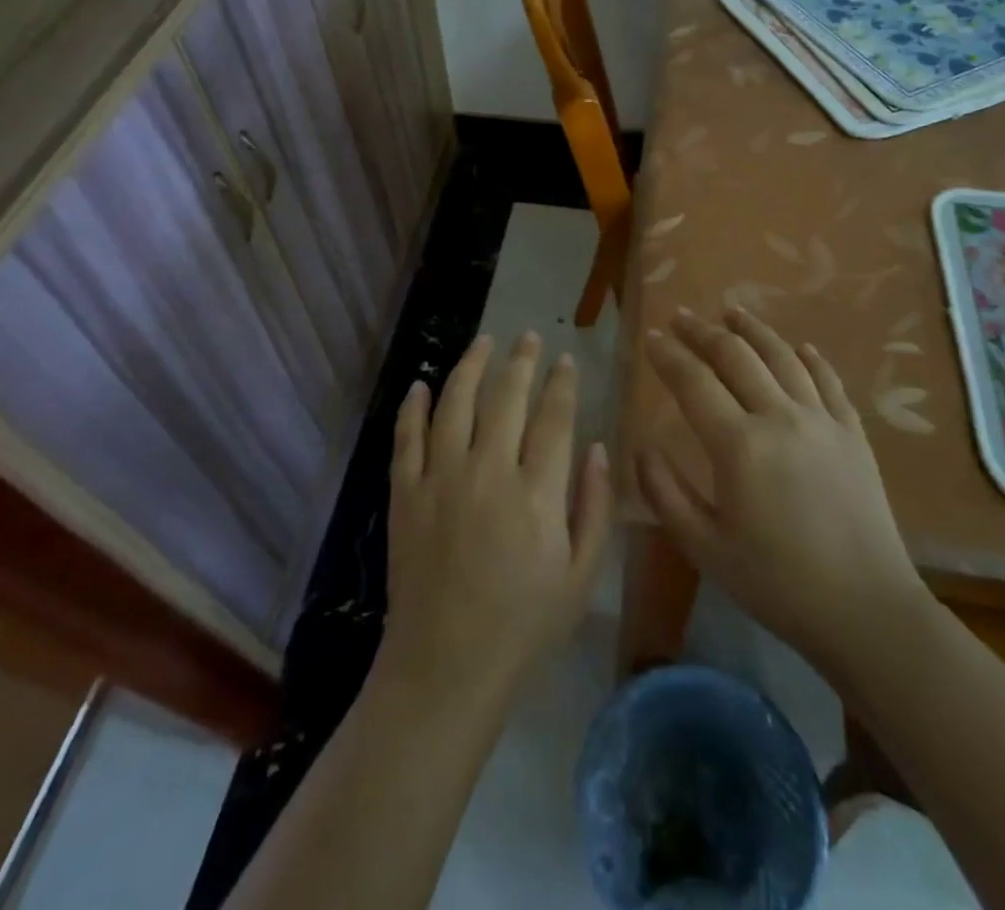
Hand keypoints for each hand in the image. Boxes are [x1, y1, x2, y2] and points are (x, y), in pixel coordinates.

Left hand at [377, 333, 613, 708]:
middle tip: (529, 337)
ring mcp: (440, 479)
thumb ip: (595, 507)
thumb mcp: (580, 576)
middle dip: (521, 361)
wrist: (445, 666)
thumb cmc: (523, 625)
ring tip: (483, 341)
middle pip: (506, 398)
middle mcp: (487, 473)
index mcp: (536, 494)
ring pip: (455, 402)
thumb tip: (599, 447)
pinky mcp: (405, 493)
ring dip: (471, 365)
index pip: (553, 418)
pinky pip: (406, 436)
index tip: (567, 359)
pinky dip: (414, 406)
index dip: (562, 383)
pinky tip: (422, 384)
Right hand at [638, 308, 925, 669]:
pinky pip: (829, 380)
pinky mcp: (853, 432)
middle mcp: (780, 417)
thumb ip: (665, 492)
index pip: (694, 382)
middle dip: (703, 331)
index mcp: (739, 445)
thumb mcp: (705, 547)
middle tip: (682, 316)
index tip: (651, 337)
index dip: (669, 355)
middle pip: (736, 356)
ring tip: (731, 311)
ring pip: (782, 356)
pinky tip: (799, 346)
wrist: (866, 610)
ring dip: (753, 330)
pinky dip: (810, 357)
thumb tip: (641, 446)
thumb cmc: (776, 583)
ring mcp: (822, 420)